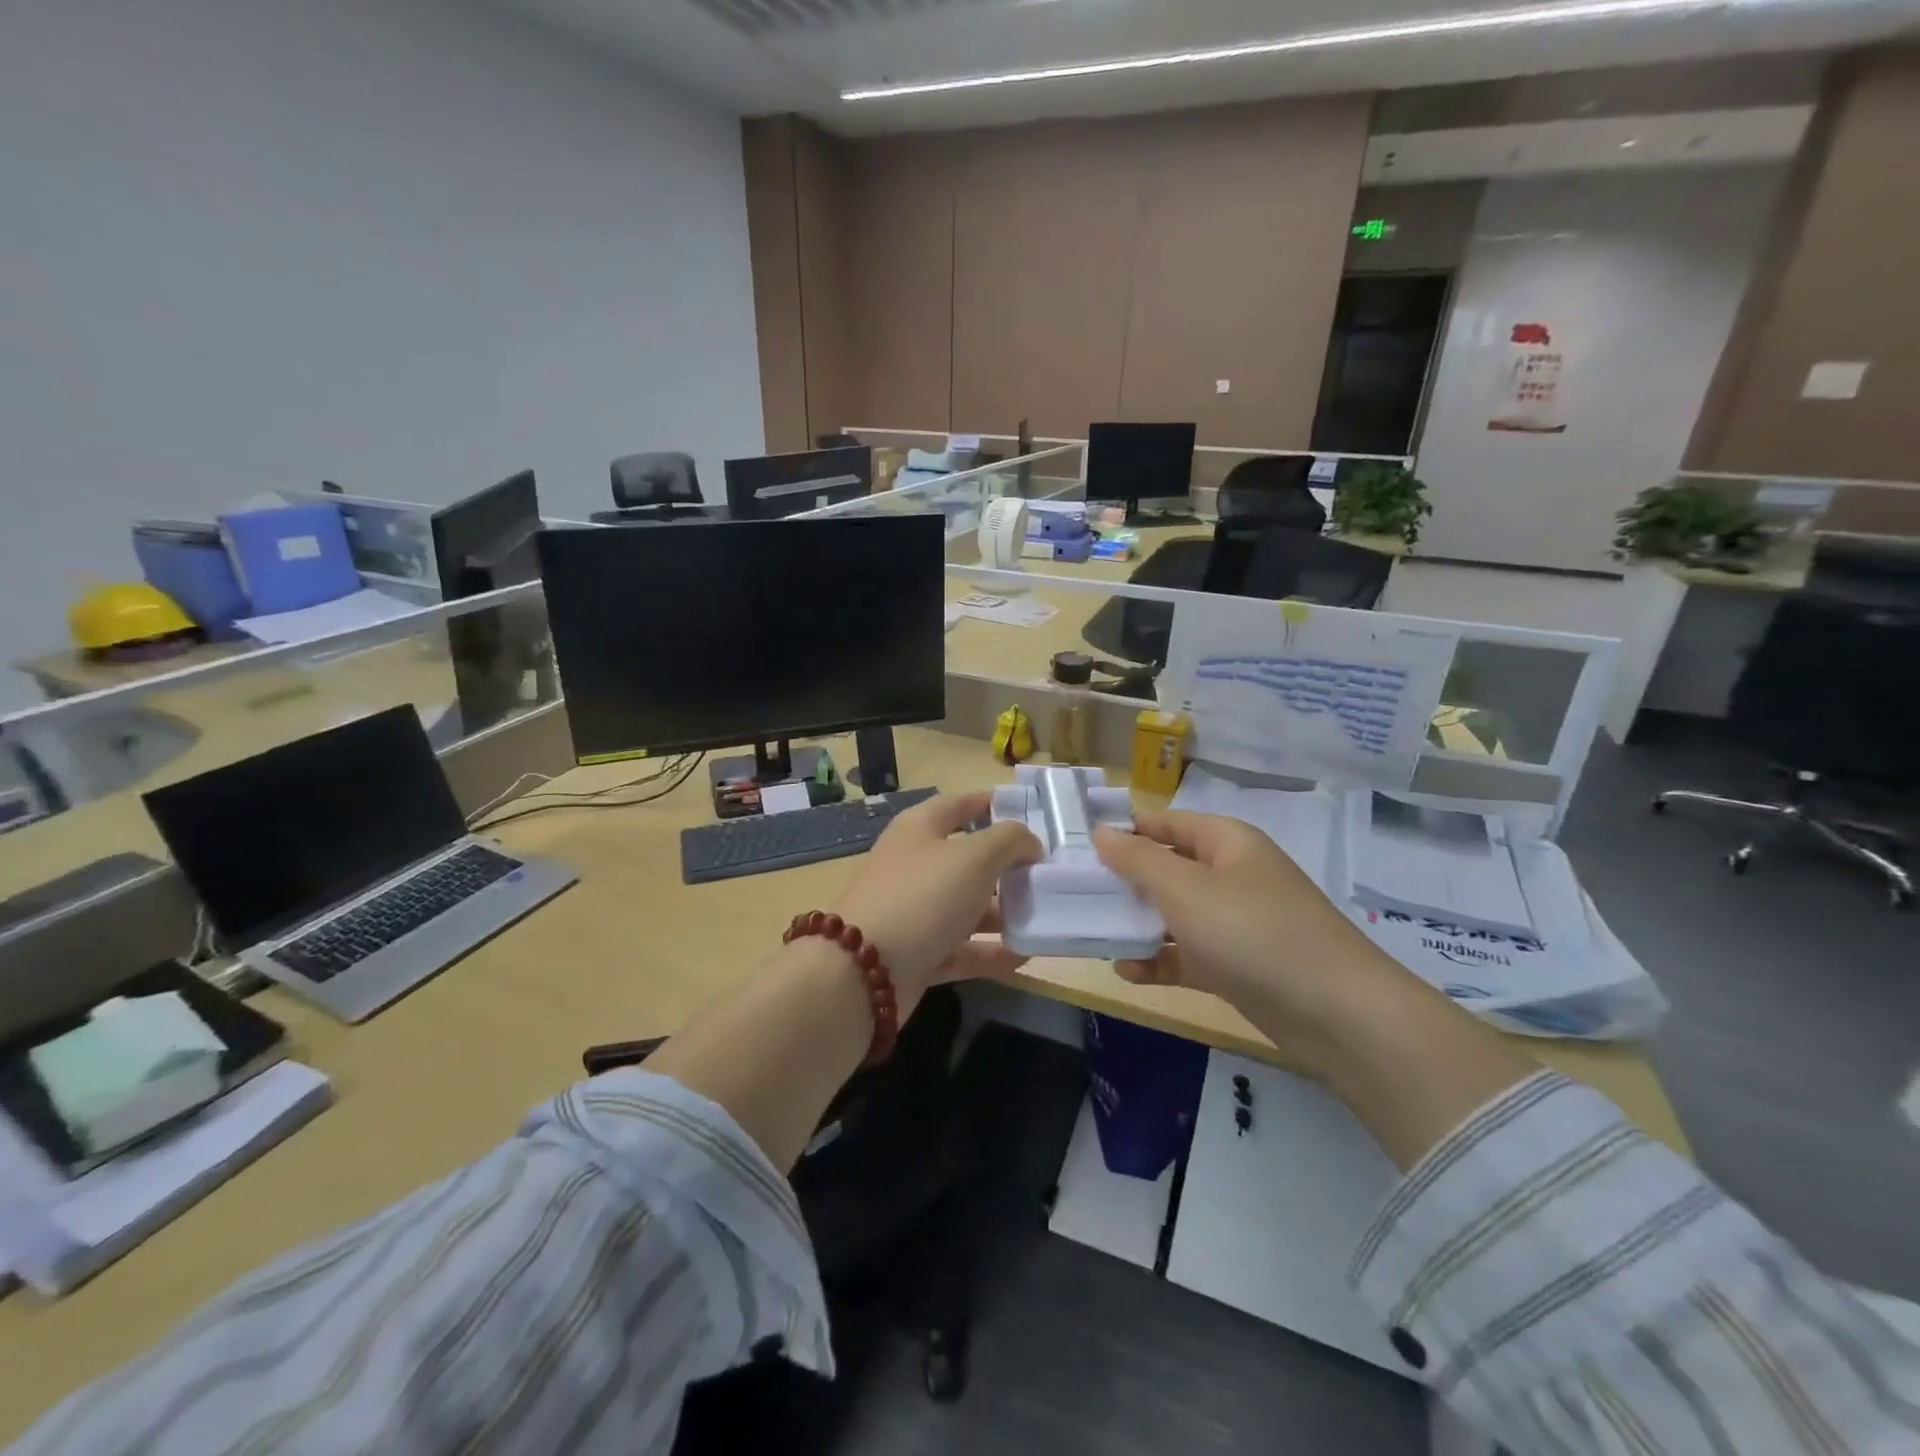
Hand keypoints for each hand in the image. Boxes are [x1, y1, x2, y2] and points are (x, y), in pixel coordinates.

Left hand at [831, 791, 1041, 1003]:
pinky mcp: (918, 954)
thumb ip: (1010, 841)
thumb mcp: (974, 856)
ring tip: (1045, 916)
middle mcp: (915, 865)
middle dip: (1007, 865)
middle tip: (1048, 873)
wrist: (863, 971)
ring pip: (967, 906)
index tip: (1028, 811)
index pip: (959, 805)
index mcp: (920, 829)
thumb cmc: (922, 896)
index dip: (990, 804)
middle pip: (967, 859)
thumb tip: (1029, 845)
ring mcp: (915, 912)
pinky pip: (962, 948)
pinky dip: (991, 951)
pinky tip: (1026, 955)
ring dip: (1003, 911)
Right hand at [1094, 810, 1401, 1072]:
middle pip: (1168, 868)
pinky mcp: (1238, 965)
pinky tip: (1127, 971)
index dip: (1125, 831)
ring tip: (1095, 933)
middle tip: (1077, 895)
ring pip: (1175, 914)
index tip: (1079, 849)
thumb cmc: (1252, 932)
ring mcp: (1236, 922)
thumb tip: (1102, 833)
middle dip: (1125, 881)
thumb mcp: (1184, 889)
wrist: (1337, 1013)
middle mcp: (1231, 875)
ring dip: (1138, 924)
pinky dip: (1160, 960)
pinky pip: (1188, 954)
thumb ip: (1137, 860)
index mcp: (1226, 843)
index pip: (1166, 823)